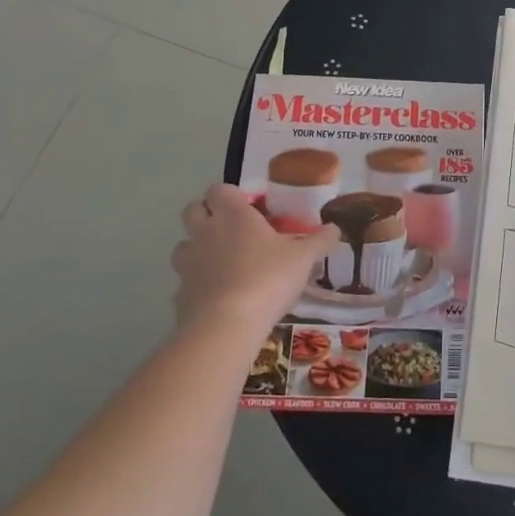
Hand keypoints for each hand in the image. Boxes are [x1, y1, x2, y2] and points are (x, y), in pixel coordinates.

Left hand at [174, 185, 338, 333]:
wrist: (226, 326)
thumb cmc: (267, 279)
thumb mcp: (304, 259)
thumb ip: (320, 241)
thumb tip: (335, 229)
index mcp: (233, 215)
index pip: (220, 188)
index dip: (232, 195)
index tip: (250, 208)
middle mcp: (205, 232)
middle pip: (192, 209)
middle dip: (207, 214)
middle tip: (232, 229)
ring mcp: (188, 264)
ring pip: (183, 245)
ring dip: (197, 249)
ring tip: (221, 263)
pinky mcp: (179, 295)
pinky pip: (185, 283)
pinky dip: (197, 286)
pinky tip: (216, 298)